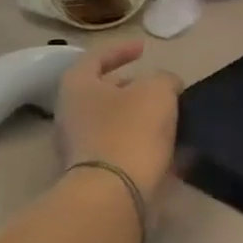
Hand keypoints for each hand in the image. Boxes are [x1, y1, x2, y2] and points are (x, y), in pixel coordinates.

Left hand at [55, 41, 181, 203]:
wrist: (116, 193)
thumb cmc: (132, 130)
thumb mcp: (158, 90)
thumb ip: (164, 78)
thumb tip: (167, 85)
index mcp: (78, 86)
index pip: (96, 57)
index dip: (122, 49)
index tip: (144, 49)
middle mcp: (71, 114)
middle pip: (103, 92)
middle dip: (133, 87)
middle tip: (160, 87)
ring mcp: (80, 147)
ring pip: (114, 122)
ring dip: (141, 117)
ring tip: (172, 116)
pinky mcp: (96, 172)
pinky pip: (123, 148)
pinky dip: (144, 143)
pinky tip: (170, 145)